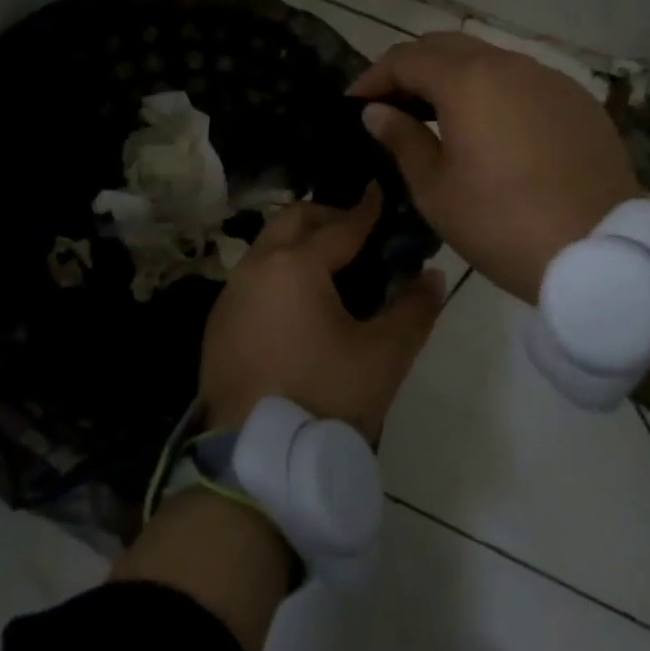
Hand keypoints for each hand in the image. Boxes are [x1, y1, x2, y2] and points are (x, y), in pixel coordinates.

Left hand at [200, 185, 446, 438]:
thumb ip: (413, 309)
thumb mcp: (383, 356)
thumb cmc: (325, 397)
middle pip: (292, 220)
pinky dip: (277, 269)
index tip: (380, 192)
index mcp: (295, 265)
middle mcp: (256, 266)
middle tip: (357, 230)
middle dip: (325, 216)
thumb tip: (431, 276)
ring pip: (267, 245)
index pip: (340, 227)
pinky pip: (252, 276)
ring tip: (330, 263)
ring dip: (297, 241)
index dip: (365, 210)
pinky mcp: (218, 321)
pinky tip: (296, 300)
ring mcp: (231, 293)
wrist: (256, 458)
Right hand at [349, 33, 639, 304]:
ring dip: (454, 78)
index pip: (406, 58)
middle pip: (447, 46)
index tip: (355, 104)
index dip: (374, 77)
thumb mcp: (436, 189)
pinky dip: (494, 92)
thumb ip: (402, 139)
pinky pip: (523, 82)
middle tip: (392, 103)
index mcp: (468, 81)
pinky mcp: (577, 101)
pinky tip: (491, 129)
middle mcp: (509, 65)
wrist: (601, 254)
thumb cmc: (502, 223)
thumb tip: (377, 112)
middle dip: (412, 68)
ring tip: (438, 115)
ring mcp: (549, 79)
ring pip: (488, 60)